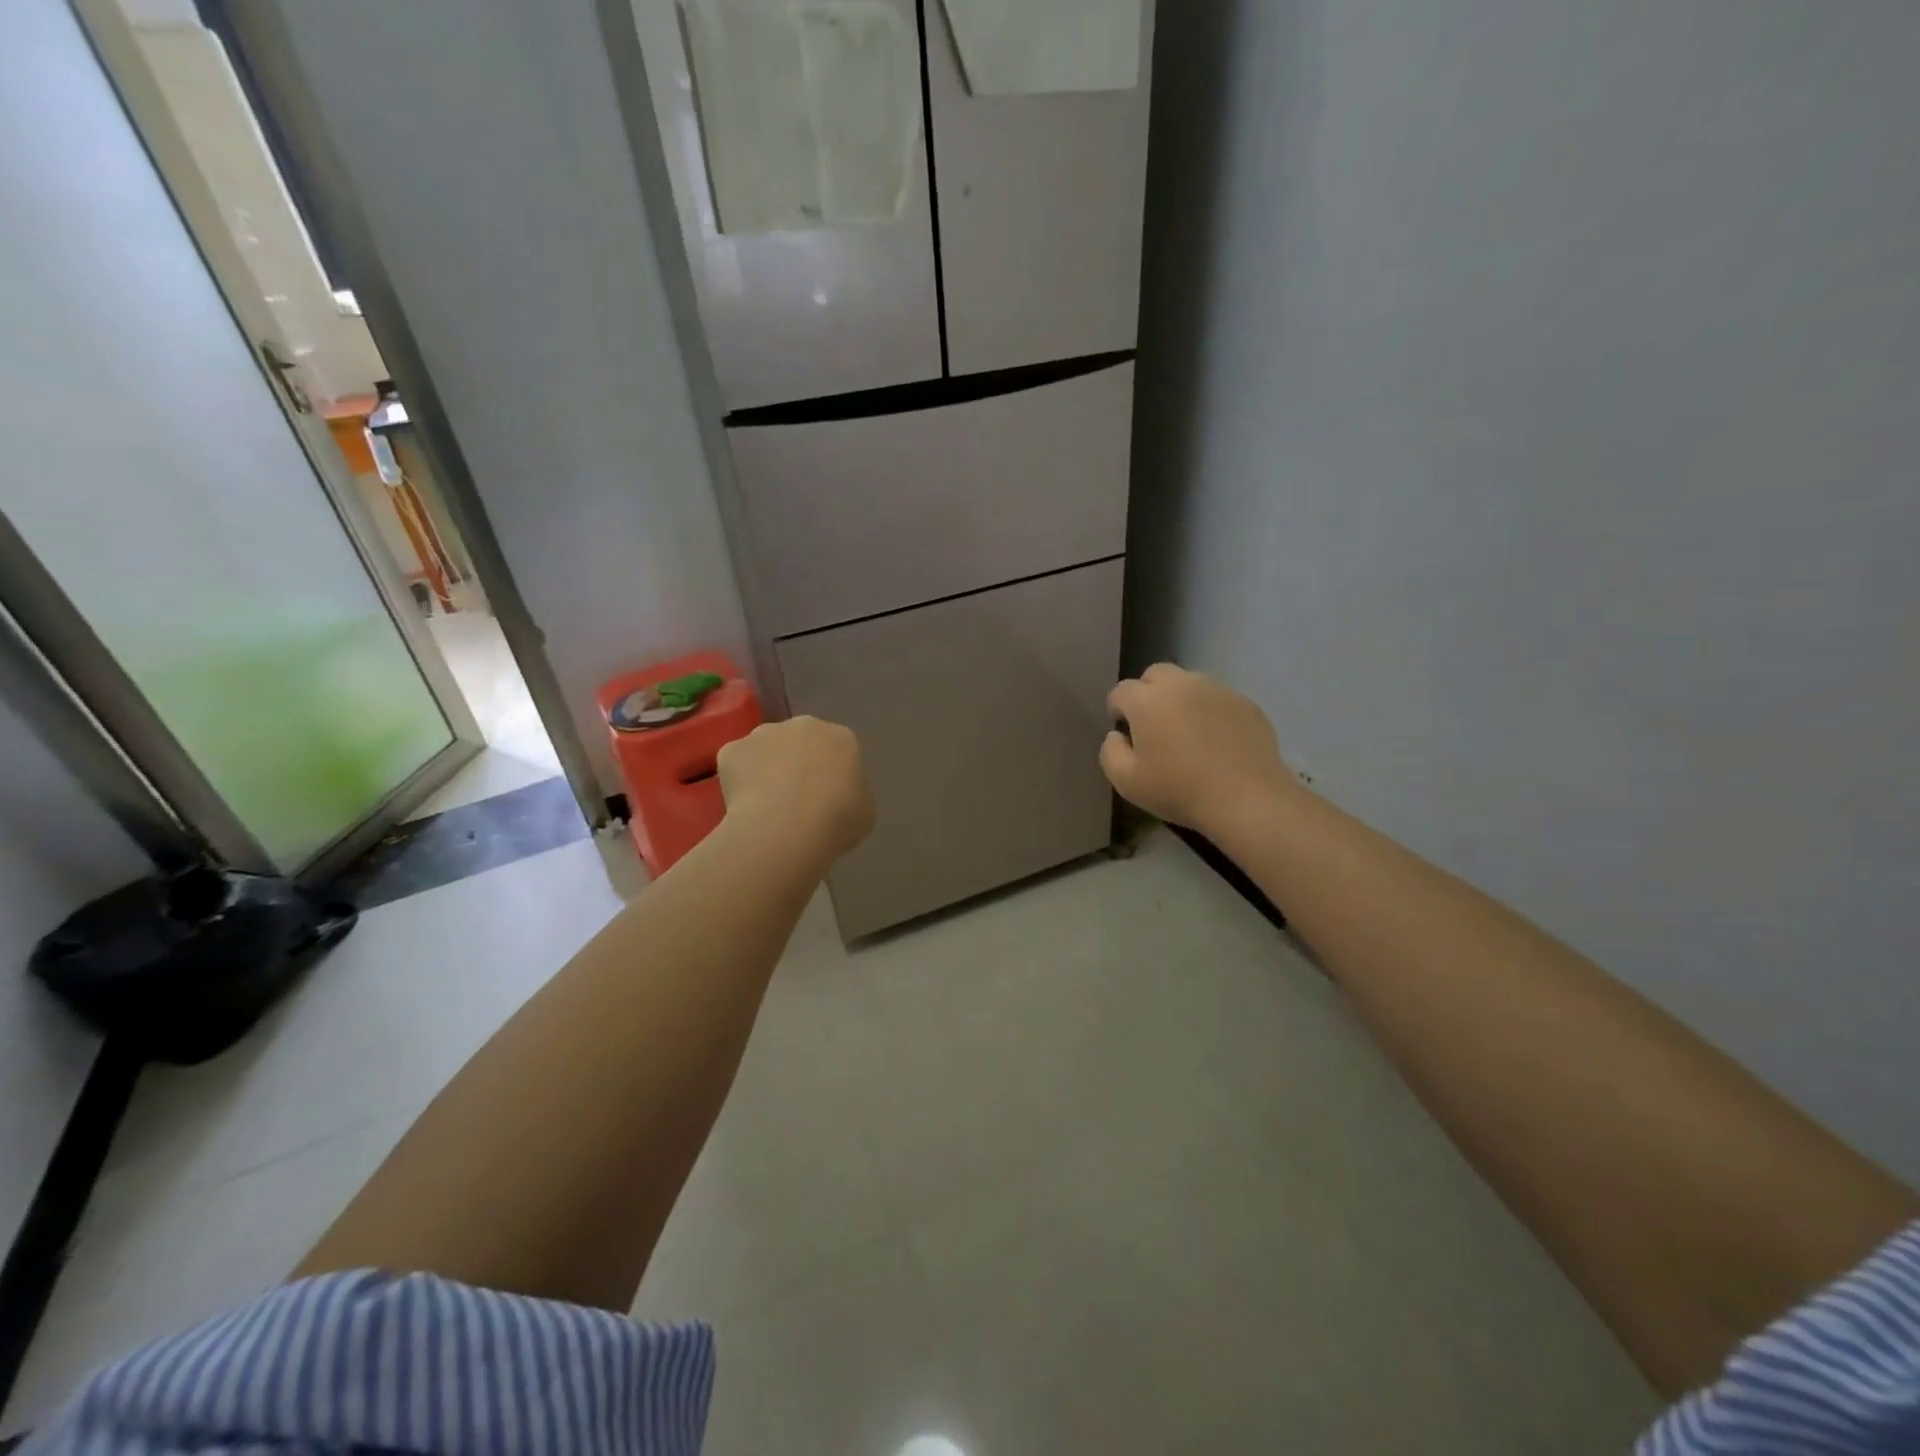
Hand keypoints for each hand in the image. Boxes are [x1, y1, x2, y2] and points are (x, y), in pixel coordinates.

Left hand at [719, 716, 874, 864]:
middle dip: (796, 762)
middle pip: (799, 741)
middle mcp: (803, 725)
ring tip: (766, 804)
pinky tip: (744, 806)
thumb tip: (836, 794)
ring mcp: (764, 733)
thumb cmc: (837, 820)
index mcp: (841, 737)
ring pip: (765, 748)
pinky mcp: (732, 749)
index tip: (826, 797)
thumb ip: (852, 792)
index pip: (837, 749)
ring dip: (766, 767)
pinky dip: (738, 780)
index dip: (830, 773)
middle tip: (795, 798)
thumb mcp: (864, 810)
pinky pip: (736, 764)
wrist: (787, 829)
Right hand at [1101, 664, 1296, 835]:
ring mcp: (1217, 690)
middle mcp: (1181, 684)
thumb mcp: (1126, 782)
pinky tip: (1217, 742)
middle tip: (1154, 726)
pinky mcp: (1246, 703)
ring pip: (1189, 683)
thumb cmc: (1179, 790)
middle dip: (1148, 694)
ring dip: (1180, 700)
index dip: (1118, 711)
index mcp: (1147, 700)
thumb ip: (1110, 751)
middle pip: (1155, 674)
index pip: (1121, 691)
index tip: (1126, 735)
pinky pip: (1218, 699)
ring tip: (1188, 733)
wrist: (1246, 799)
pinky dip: (1210, 712)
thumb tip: (1117, 735)